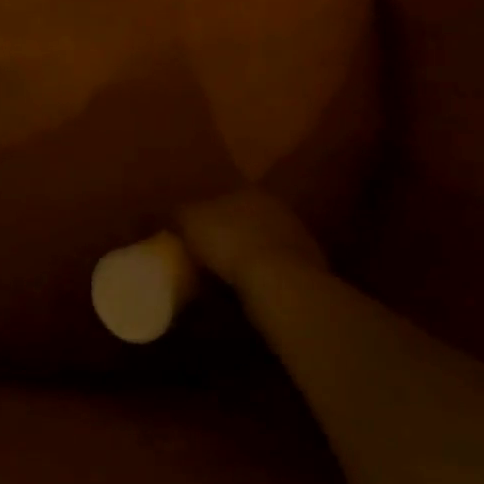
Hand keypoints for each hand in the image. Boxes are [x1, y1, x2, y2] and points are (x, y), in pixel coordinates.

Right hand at [175, 188, 327, 290]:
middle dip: (228, 235)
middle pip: (244, 220)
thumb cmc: (229, 242)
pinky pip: (276, 270)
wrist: (280, 282)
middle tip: (207, 257)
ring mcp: (297, 238)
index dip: (205, 216)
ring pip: (262, 244)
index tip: (191, 236)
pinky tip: (249, 292)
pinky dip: (264, 277)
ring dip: (248, 257)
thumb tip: (173, 214)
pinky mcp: (309, 269)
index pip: (222, 198)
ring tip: (226, 279)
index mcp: (248, 191)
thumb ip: (179, 213)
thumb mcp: (189, 221)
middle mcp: (275, 208)